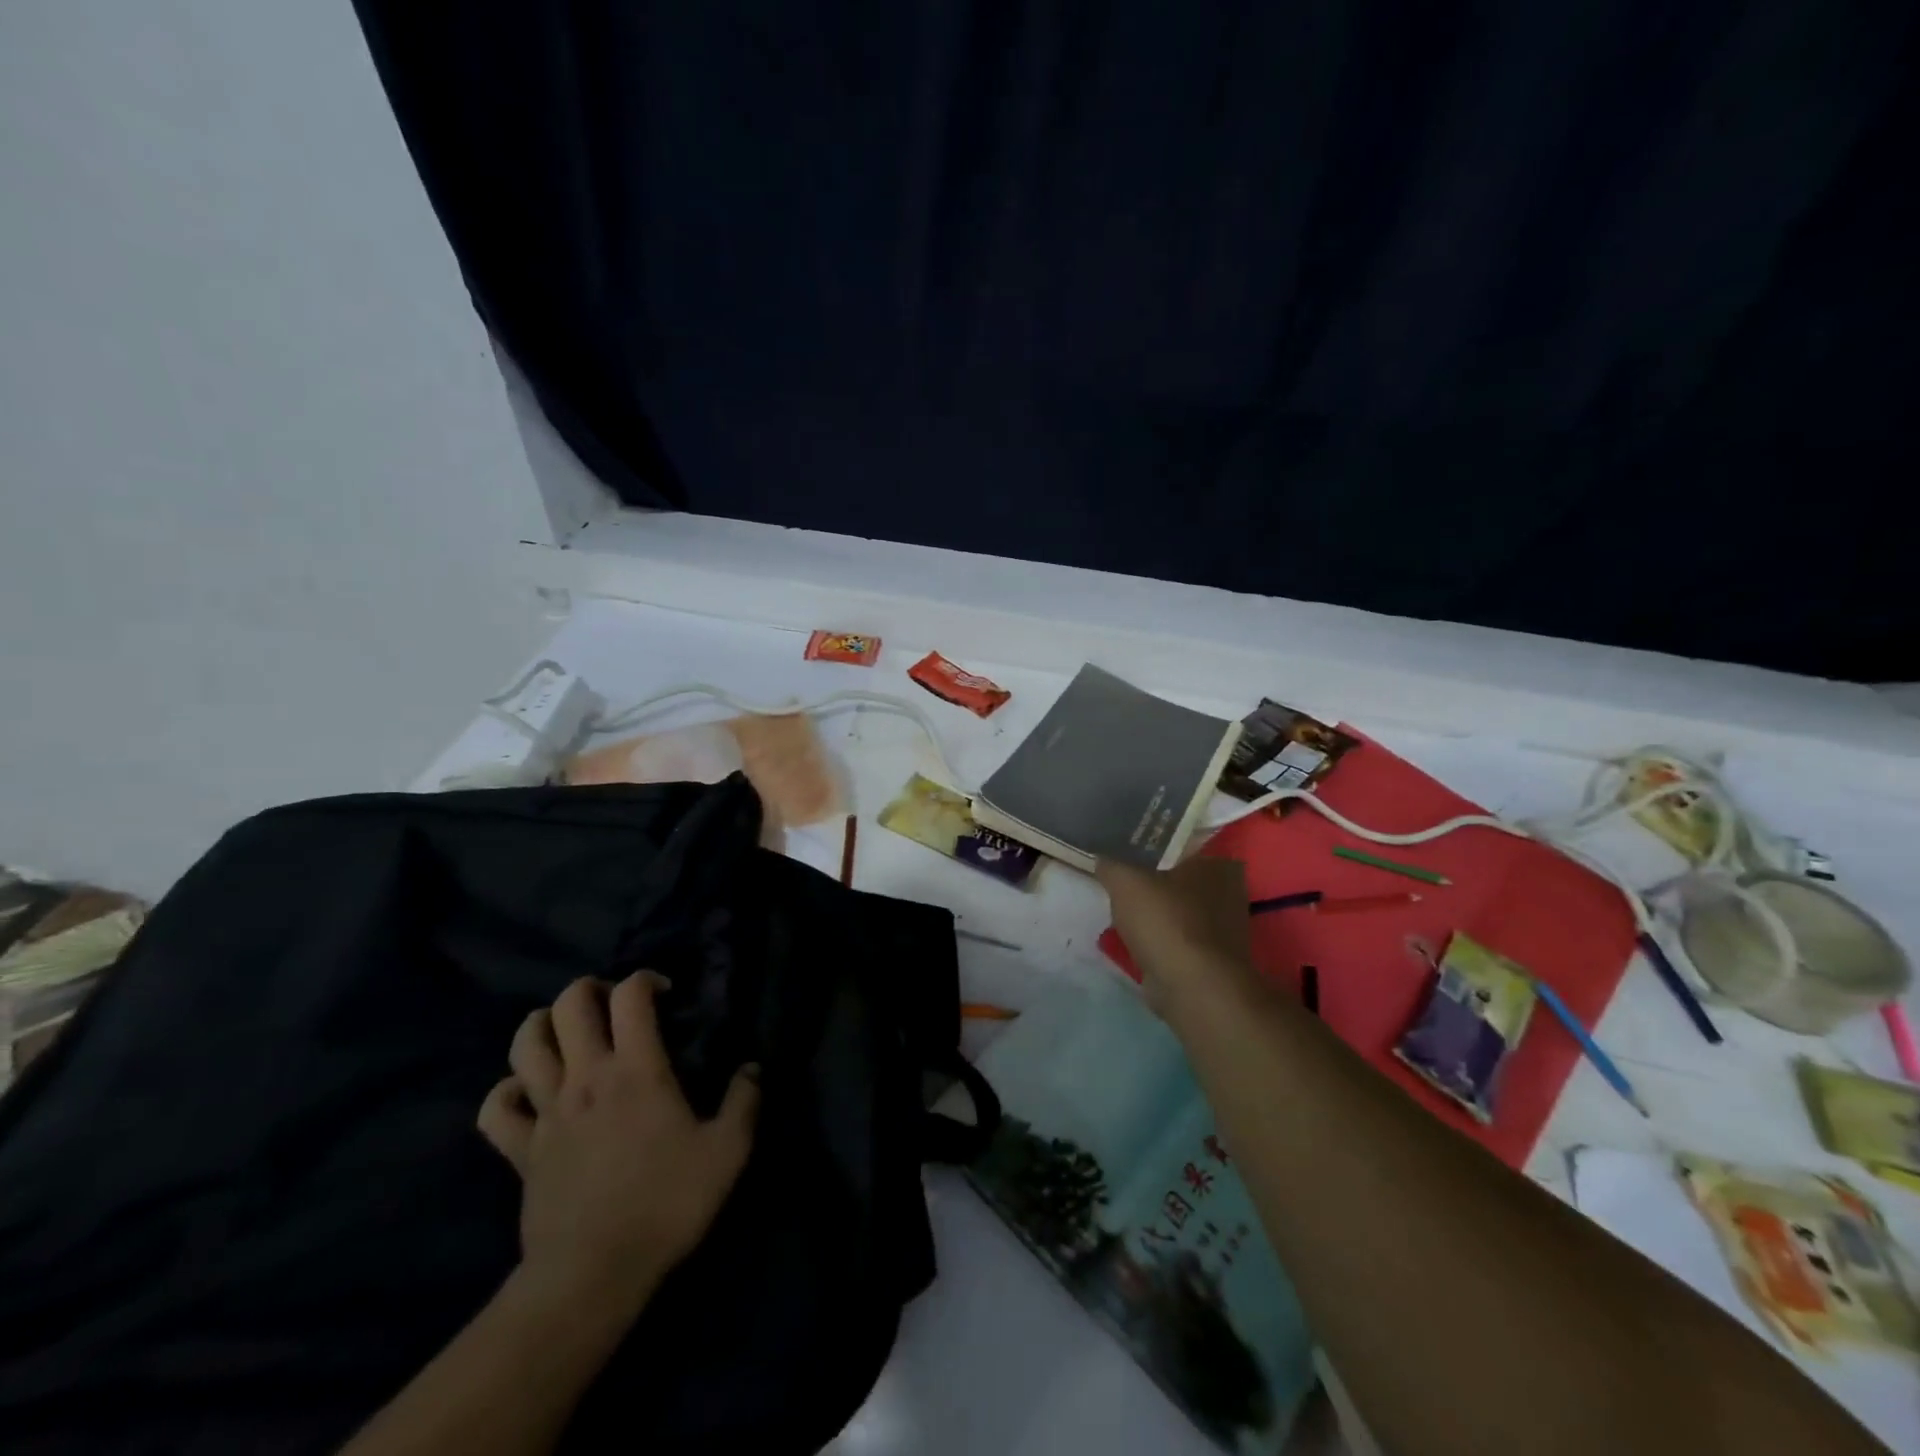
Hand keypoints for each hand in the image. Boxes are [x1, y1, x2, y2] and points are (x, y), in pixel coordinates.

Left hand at [477, 974, 759, 1317]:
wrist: (591, 1274)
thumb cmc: (665, 1204)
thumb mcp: (727, 1152)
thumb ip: (744, 1101)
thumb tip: (752, 1068)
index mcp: (636, 1069)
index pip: (630, 995)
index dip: (646, 978)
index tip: (666, 993)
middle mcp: (586, 1077)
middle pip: (569, 1005)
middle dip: (590, 989)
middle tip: (613, 1005)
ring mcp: (547, 1112)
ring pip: (524, 1044)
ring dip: (543, 1026)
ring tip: (567, 1034)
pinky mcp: (520, 1150)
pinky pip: (497, 1107)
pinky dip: (508, 1090)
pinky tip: (528, 1093)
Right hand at [1096, 857, 1259, 1012]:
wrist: (1193, 988)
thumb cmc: (1166, 922)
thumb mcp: (1125, 880)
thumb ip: (1111, 863)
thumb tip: (1102, 858)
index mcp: (1218, 865)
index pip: (1182, 845)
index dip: (1152, 847)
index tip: (1126, 853)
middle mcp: (1230, 893)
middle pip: (1179, 879)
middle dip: (1152, 883)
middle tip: (1120, 882)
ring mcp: (1223, 930)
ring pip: (1177, 911)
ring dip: (1154, 915)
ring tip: (1121, 912)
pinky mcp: (1211, 960)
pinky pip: (1176, 939)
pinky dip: (1158, 940)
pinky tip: (1134, 940)